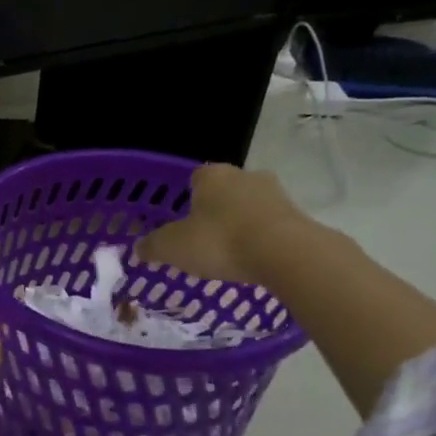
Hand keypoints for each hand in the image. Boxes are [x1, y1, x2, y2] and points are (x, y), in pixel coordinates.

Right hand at [135, 164, 311, 285]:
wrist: (284, 253)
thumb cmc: (220, 242)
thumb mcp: (173, 248)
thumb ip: (153, 246)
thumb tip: (139, 248)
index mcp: (211, 175)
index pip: (194, 178)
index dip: (186, 198)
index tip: (182, 221)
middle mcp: (244, 176)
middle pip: (224, 191)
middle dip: (214, 211)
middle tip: (203, 239)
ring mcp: (275, 194)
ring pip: (249, 207)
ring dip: (240, 225)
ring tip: (229, 254)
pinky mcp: (296, 216)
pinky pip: (269, 226)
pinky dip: (260, 239)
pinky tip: (252, 260)